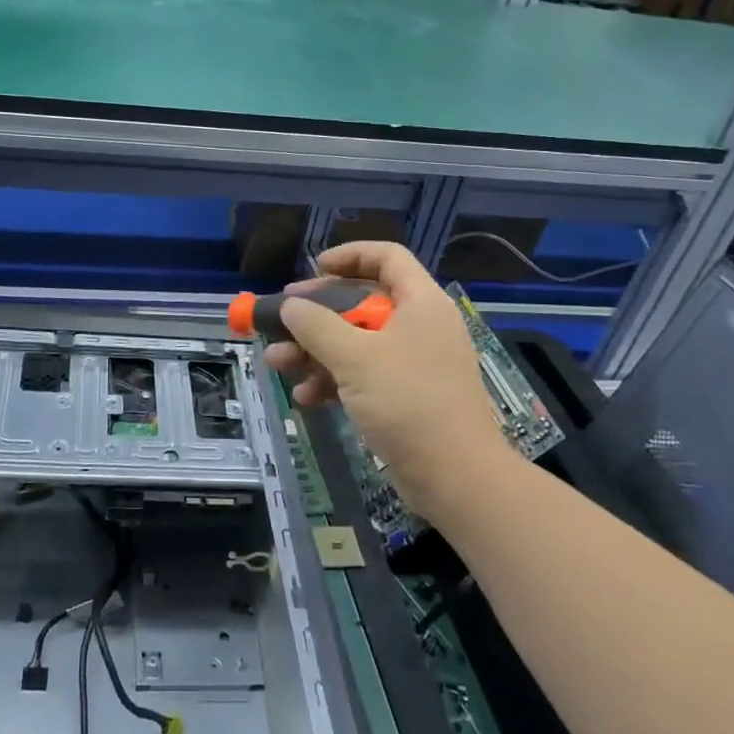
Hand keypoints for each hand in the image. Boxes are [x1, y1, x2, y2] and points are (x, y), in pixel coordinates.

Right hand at [265, 242, 504, 528]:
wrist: (456, 477)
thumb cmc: (408, 402)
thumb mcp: (354, 357)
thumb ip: (317, 325)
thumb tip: (290, 305)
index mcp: (420, 303)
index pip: (387, 257)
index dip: (349, 256)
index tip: (312, 269)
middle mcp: (419, 326)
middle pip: (363, 302)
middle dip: (317, 314)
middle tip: (282, 320)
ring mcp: (414, 363)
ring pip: (356, 342)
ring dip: (315, 351)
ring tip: (277, 363)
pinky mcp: (406, 397)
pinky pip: (363, 375)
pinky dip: (333, 381)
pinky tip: (305, 397)